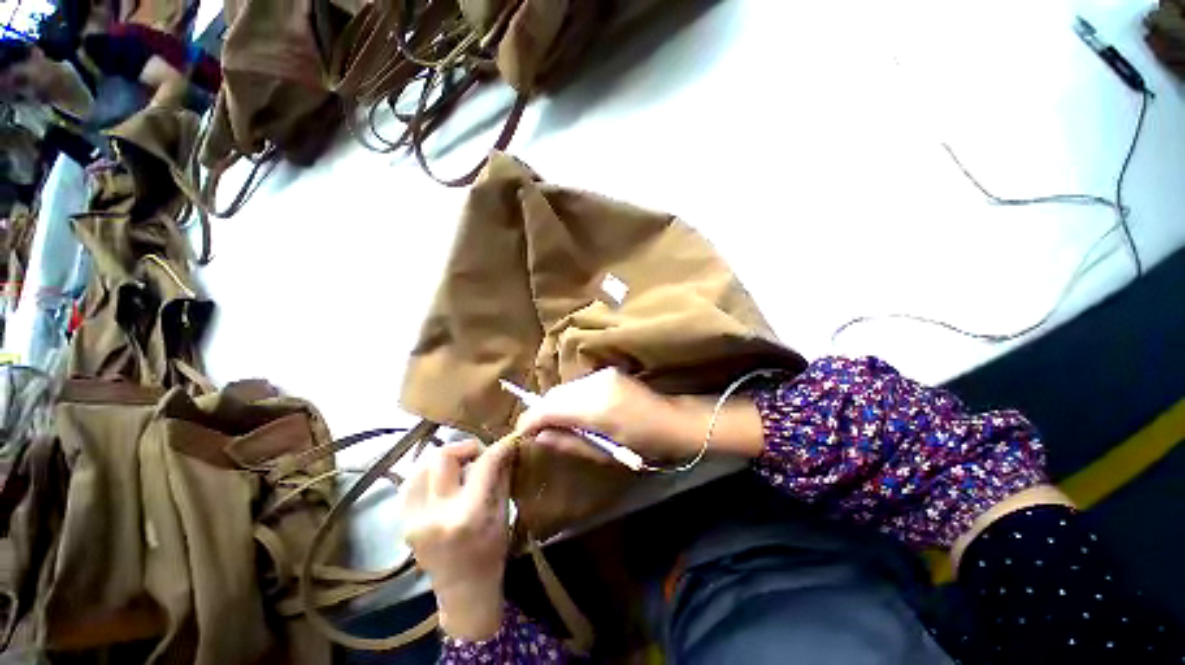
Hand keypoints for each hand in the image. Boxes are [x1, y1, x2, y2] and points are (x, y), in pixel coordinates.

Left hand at [401, 438, 517, 639]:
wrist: (463, 592)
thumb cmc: (491, 554)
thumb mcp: (503, 513)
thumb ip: (501, 476)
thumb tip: (505, 447)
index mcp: (468, 516)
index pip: (483, 465)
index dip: (498, 448)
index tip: (508, 442)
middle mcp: (436, 514)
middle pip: (444, 456)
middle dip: (467, 447)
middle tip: (479, 455)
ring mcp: (414, 519)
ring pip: (423, 465)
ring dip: (446, 459)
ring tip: (460, 467)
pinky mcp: (403, 522)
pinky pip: (411, 483)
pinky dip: (428, 473)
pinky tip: (442, 479)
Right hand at [514, 368, 708, 463]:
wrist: (673, 420)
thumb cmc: (643, 445)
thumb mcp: (604, 453)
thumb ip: (568, 442)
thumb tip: (538, 437)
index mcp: (596, 407)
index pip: (549, 408)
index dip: (530, 419)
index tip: (521, 432)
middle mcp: (596, 383)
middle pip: (554, 393)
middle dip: (541, 411)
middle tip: (537, 430)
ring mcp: (603, 374)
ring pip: (565, 387)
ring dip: (556, 403)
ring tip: (557, 422)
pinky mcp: (608, 371)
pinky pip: (579, 383)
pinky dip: (570, 396)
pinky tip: (576, 410)